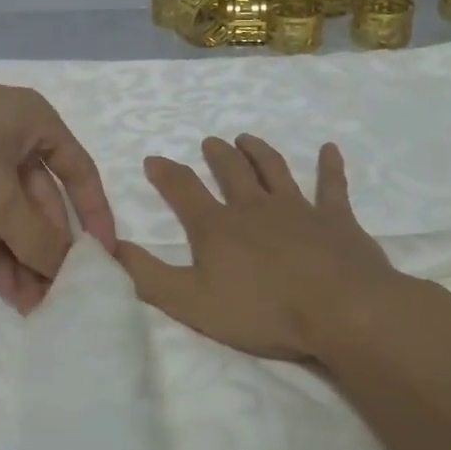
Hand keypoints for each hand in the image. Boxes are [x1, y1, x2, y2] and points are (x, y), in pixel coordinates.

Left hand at [0, 72, 116, 312]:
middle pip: (44, 202)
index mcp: (35, 124)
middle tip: (62, 294)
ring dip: (24, 259)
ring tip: (36, 306)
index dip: (94, 213)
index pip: (79, 171)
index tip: (105, 255)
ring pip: (12, 218)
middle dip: (50, 248)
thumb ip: (36, 236)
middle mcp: (13, 142)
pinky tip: (10, 290)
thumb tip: (66, 269)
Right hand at [117, 134, 401, 360]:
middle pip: (231, 171)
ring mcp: (297, 208)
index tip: (153, 159)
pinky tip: (330, 150)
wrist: (340, 310)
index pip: (183, 189)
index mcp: (217, 226)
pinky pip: (331, 186)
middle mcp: (254, 207)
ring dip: (259, 151)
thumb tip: (110, 247)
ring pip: (274, 169)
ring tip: (247, 138)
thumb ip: (148, 276)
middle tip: (210, 142)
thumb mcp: (190, 302)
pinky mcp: (335, 219)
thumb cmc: (263, 311)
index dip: (165, 173)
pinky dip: (330, 167)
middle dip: (217, 155)